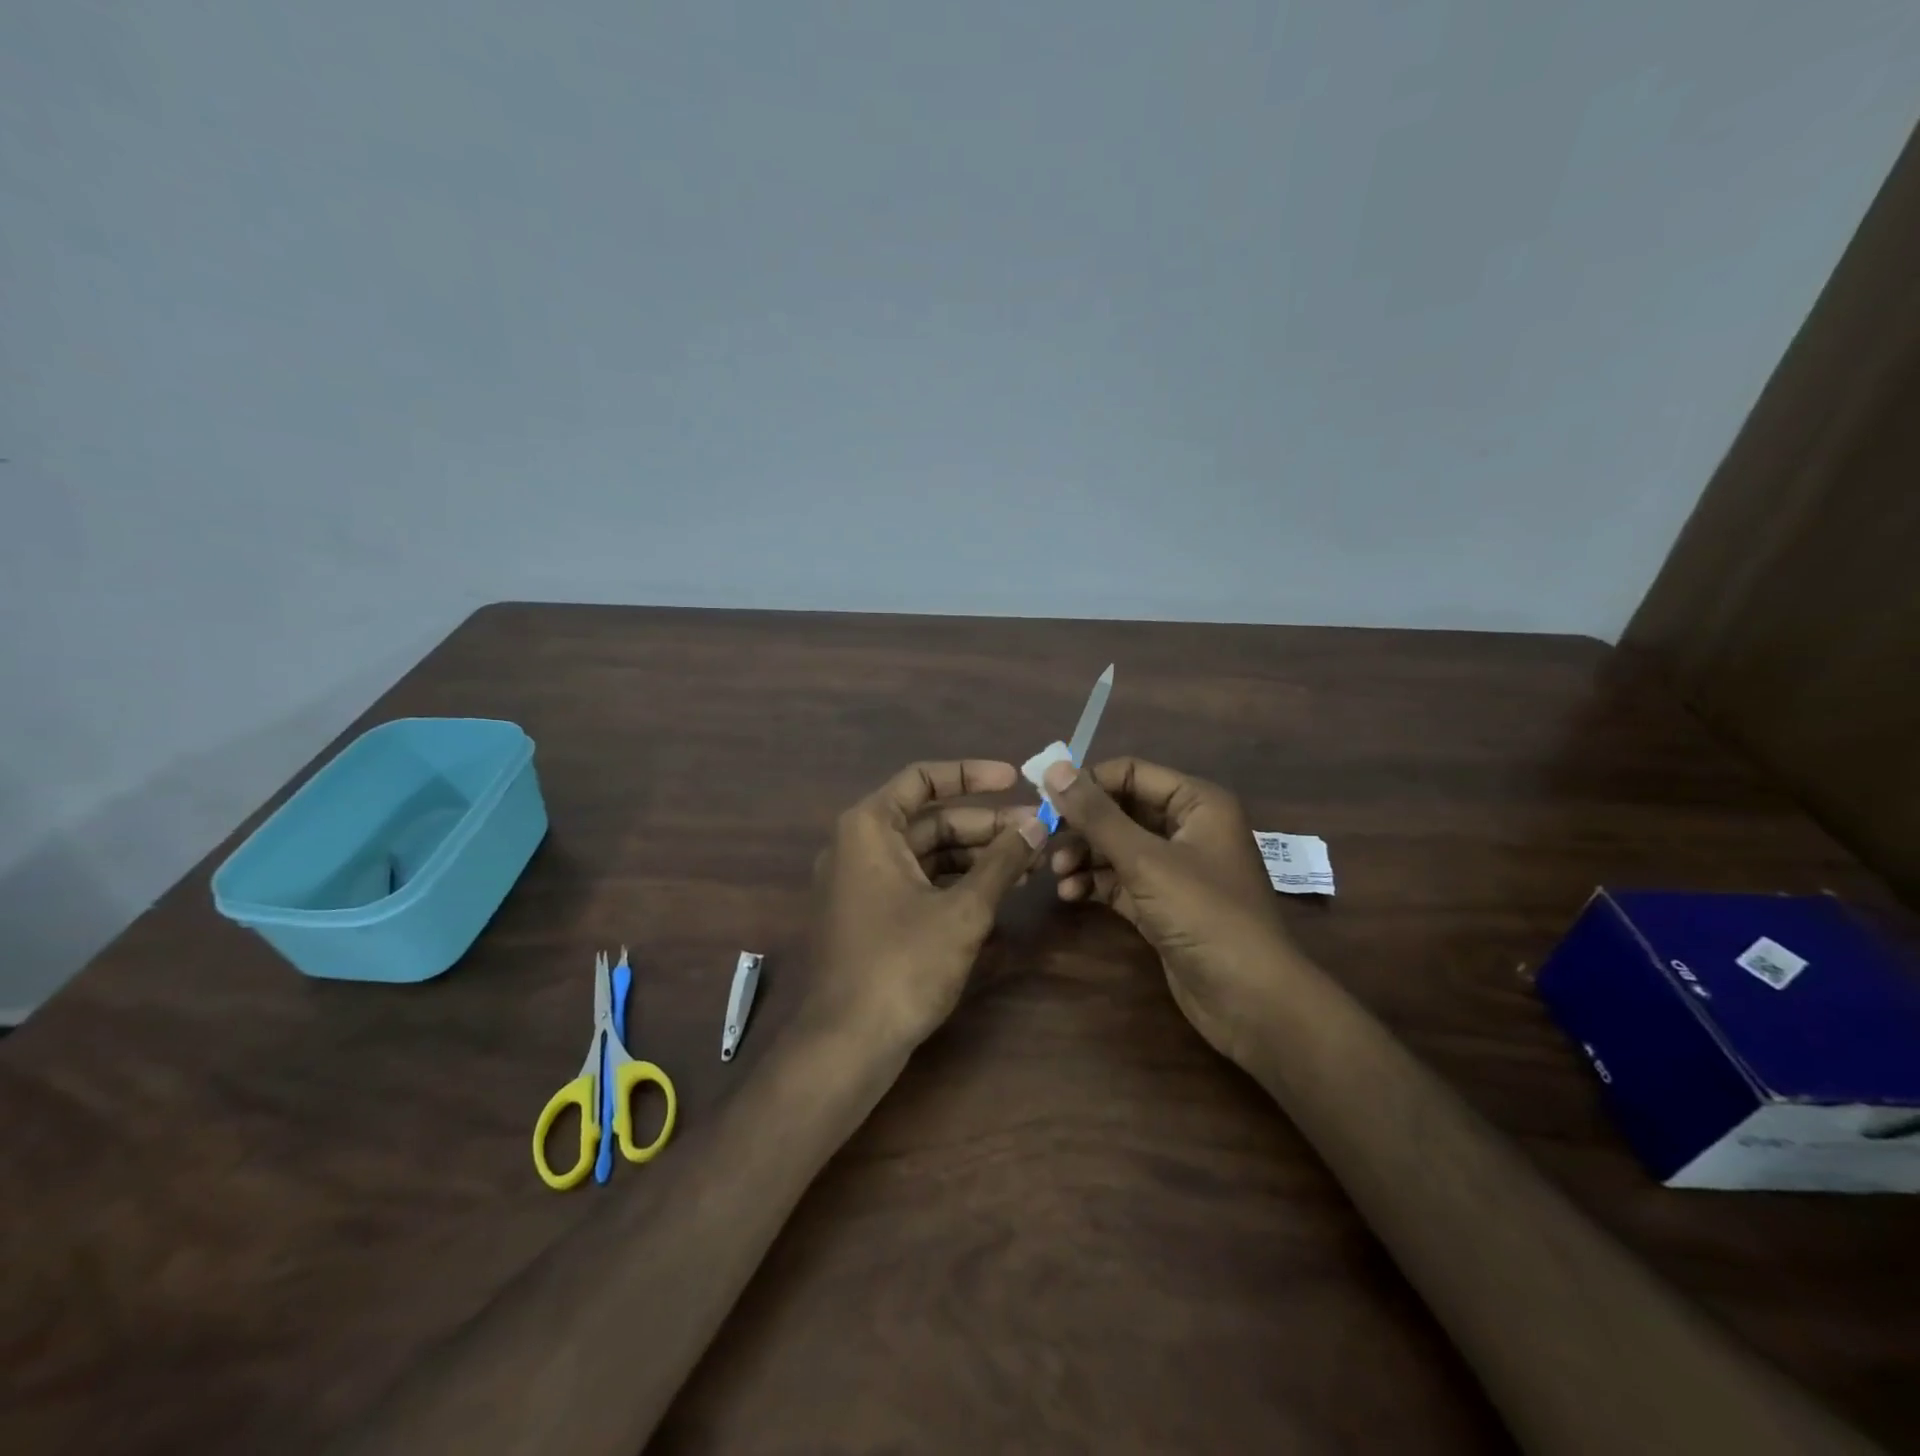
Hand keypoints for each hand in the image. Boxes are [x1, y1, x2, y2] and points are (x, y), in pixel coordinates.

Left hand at [807, 759, 1047, 1053]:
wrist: (848, 1044)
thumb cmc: (903, 964)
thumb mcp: (963, 910)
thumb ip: (1002, 862)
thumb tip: (1038, 826)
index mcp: (870, 827)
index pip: (923, 779)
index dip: (972, 775)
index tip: (1016, 779)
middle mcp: (859, 845)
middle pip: (930, 820)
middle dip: (986, 825)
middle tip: (1038, 832)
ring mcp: (862, 882)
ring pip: (927, 853)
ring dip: (977, 856)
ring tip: (1030, 864)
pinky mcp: (870, 915)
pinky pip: (918, 882)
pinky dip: (956, 882)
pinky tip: (999, 891)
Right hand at [1044, 758, 1303, 1066]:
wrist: (1250, 1000)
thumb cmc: (1204, 915)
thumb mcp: (1145, 860)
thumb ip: (1097, 815)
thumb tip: (1054, 769)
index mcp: (1196, 803)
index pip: (1131, 773)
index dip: (1087, 782)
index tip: (1044, 797)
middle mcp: (1187, 828)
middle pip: (1121, 810)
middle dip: (1082, 824)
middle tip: (1044, 839)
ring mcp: (1175, 868)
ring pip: (1117, 847)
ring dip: (1084, 856)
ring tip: (1057, 872)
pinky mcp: (1162, 904)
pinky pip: (1120, 880)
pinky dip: (1095, 883)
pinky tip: (1070, 894)